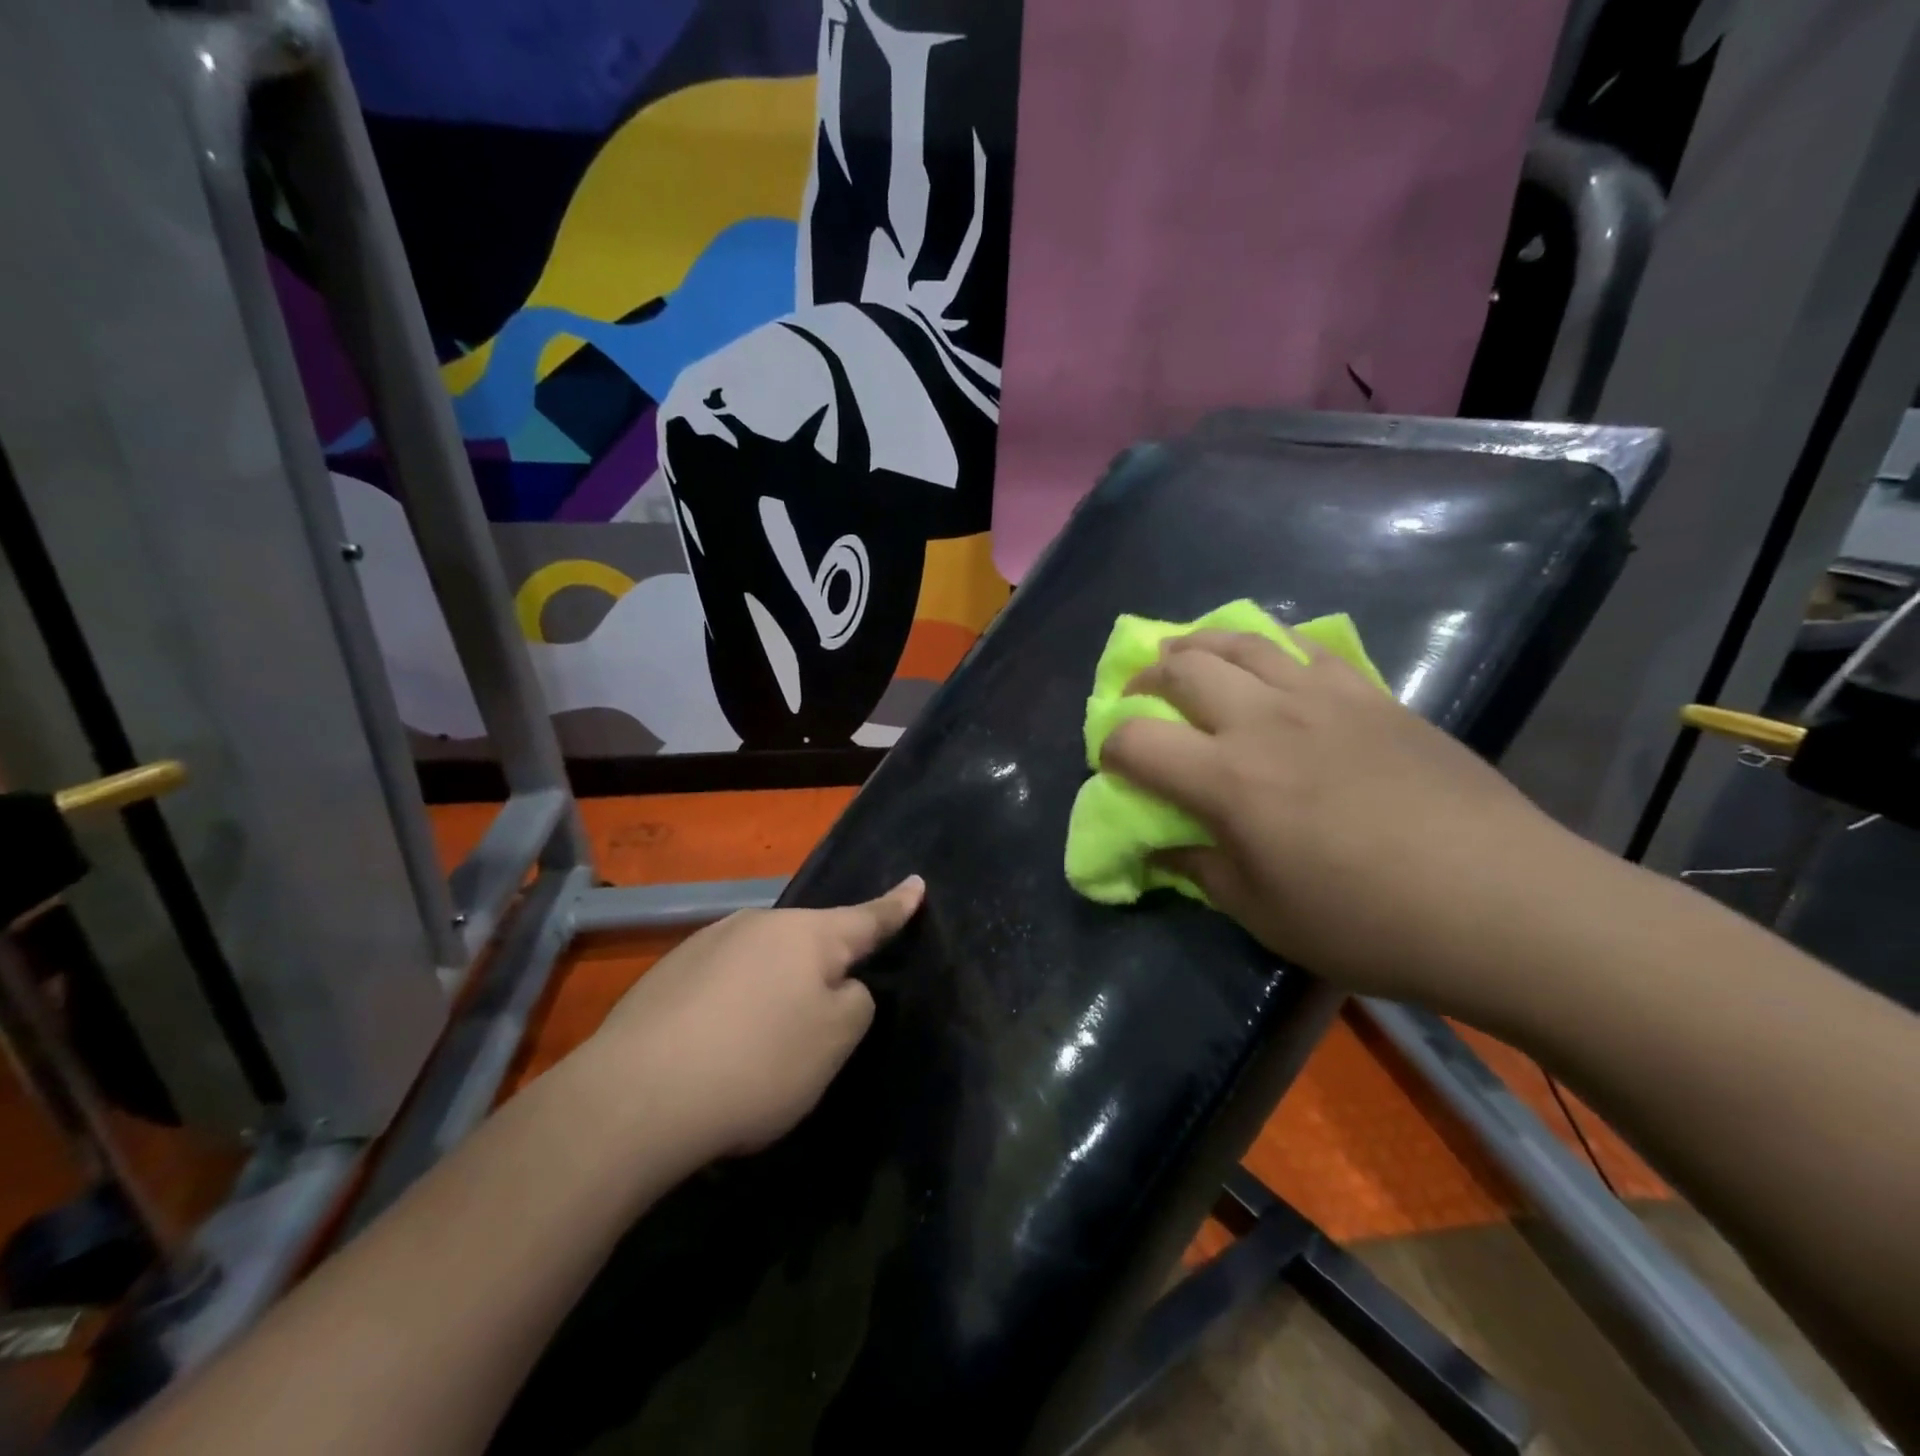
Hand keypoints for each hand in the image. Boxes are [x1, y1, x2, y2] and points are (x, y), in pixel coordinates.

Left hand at [581, 877, 923, 1158]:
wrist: (634, 1096)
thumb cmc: (757, 1062)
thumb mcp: (834, 1041)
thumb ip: (854, 1003)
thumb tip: (838, 985)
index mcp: (806, 934)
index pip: (867, 918)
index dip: (896, 906)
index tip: (917, 882)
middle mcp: (757, 924)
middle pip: (806, 945)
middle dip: (820, 971)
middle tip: (818, 1024)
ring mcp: (705, 945)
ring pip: (760, 967)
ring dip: (770, 996)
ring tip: (758, 1053)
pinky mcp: (665, 975)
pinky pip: (720, 988)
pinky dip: (730, 1013)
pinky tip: (714, 1056)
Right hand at [1102, 632, 1587, 1003]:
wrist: (1502, 902)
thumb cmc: (1368, 922)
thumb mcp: (1263, 914)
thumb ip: (1199, 872)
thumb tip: (1159, 851)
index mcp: (1228, 780)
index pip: (1136, 740)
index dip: (1110, 748)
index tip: (1114, 766)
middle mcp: (1264, 721)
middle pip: (1182, 670)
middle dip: (1146, 680)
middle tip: (1142, 699)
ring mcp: (1321, 698)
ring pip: (1241, 642)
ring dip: (1199, 644)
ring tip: (1185, 655)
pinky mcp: (1371, 695)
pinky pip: (1305, 647)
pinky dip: (1270, 644)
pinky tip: (1268, 659)